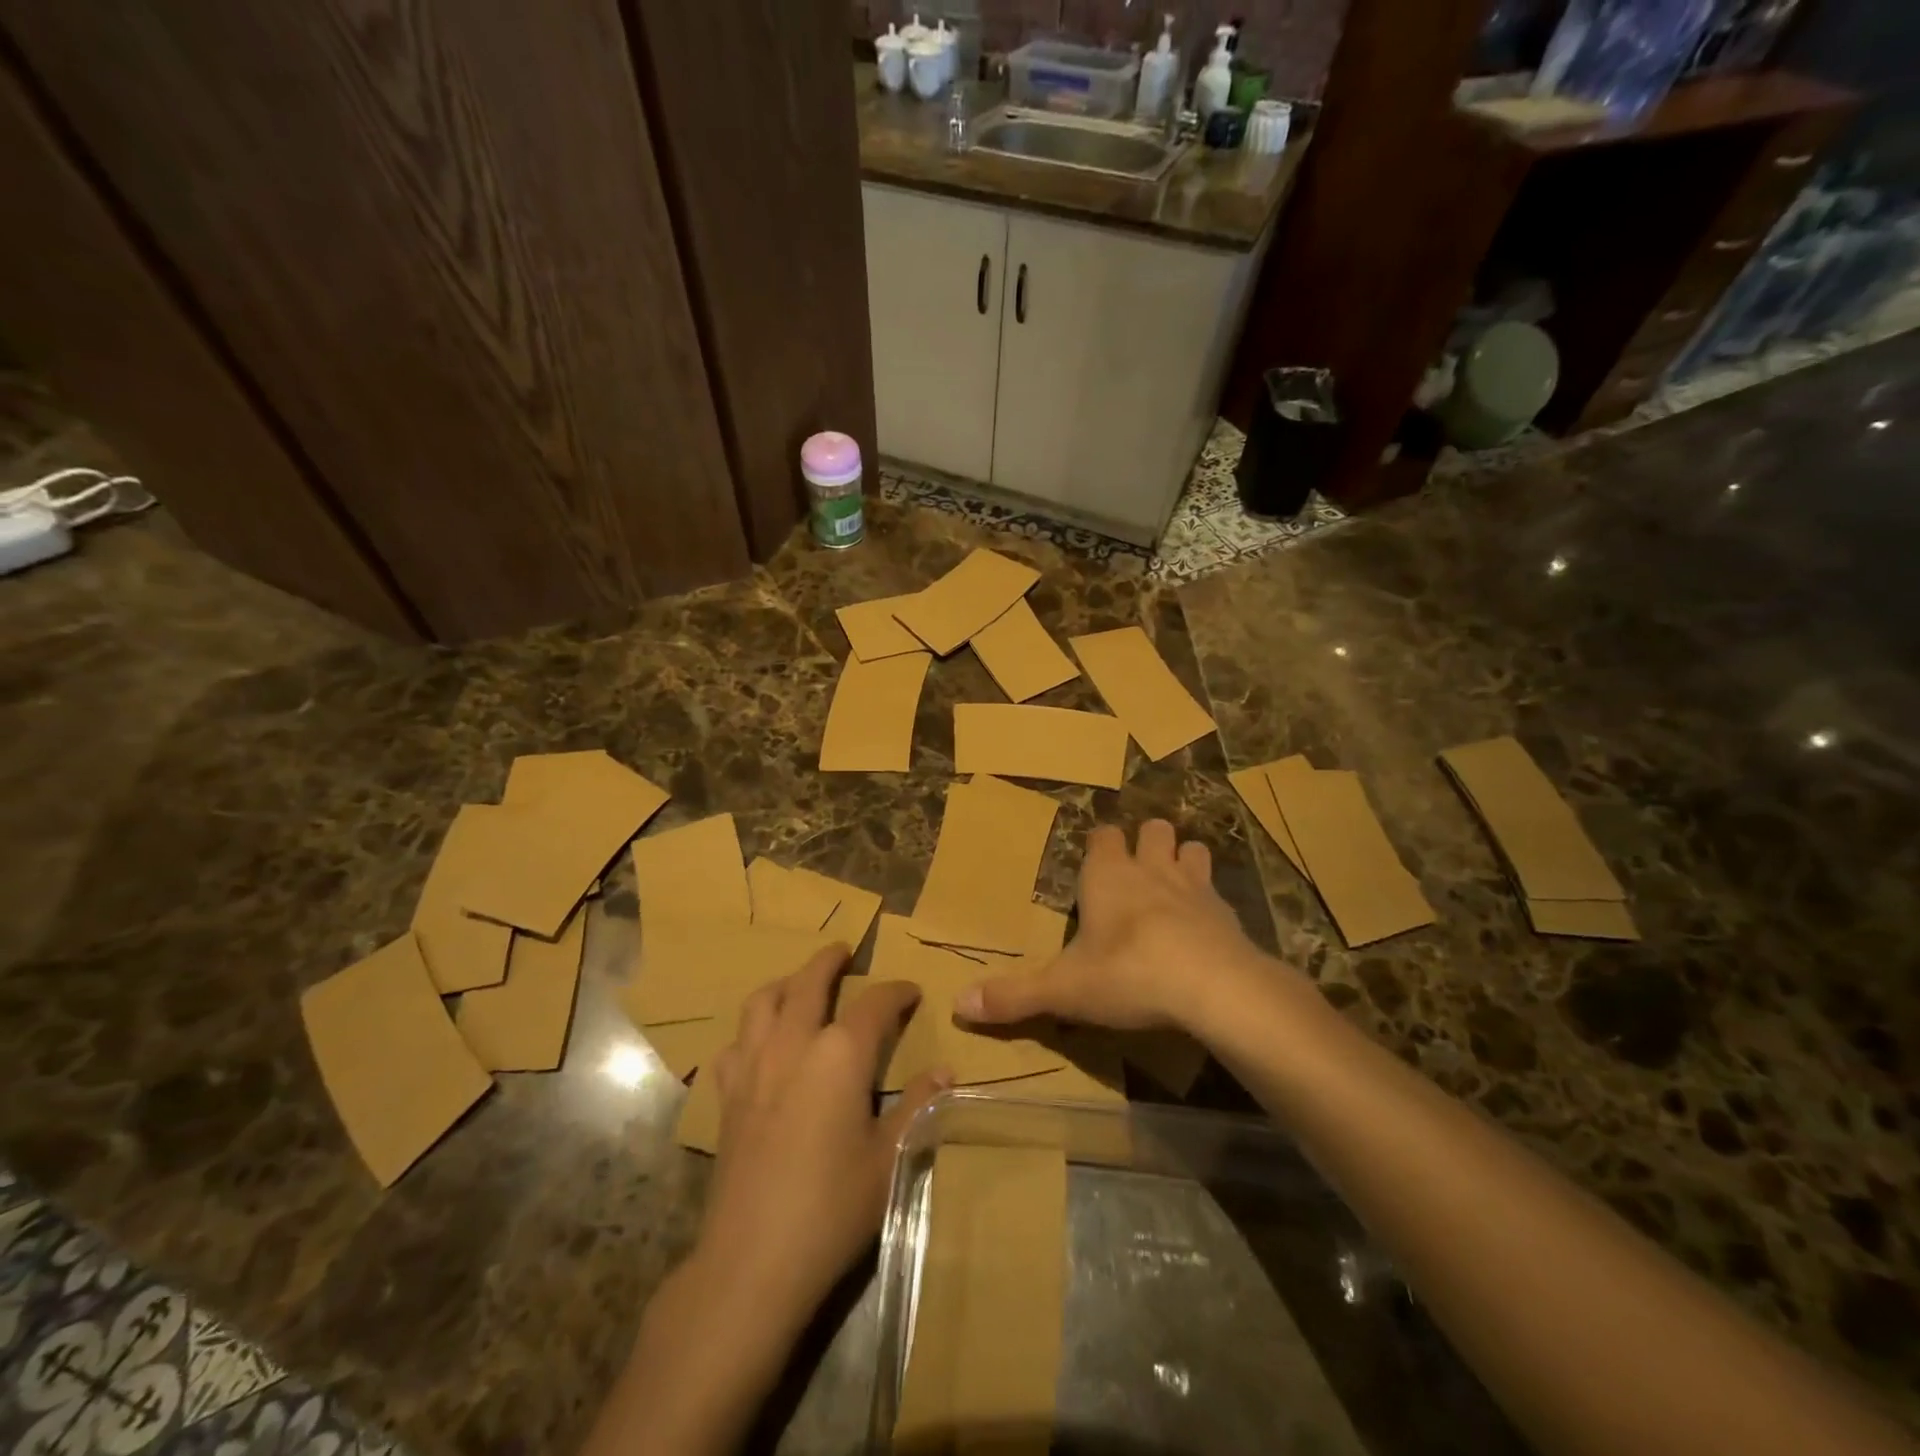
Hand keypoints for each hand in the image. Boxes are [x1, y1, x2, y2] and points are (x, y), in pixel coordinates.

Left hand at [697, 947, 948, 1336]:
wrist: (753, 1261)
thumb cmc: (832, 1207)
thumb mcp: (889, 1158)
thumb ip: (916, 1106)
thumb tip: (946, 1071)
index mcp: (840, 1054)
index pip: (874, 1003)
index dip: (896, 992)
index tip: (911, 991)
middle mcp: (793, 1045)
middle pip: (808, 982)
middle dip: (829, 961)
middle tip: (844, 950)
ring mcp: (754, 1067)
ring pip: (762, 1002)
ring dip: (784, 983)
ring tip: (798, 983)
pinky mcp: (728, 1096)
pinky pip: (735, 1044)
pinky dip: (751, 1031)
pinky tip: (761, 1045)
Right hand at [955, 819, 1272, 1034]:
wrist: (1214, 987)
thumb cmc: (1128, 973)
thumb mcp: (1063, 990)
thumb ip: (1014, 996)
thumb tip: (959, 1005)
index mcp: (1107, 875)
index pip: (1102, 835)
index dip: (1098, 843)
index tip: (1092, 857)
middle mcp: (1151, 869)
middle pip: (1153, 830)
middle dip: (1146, 840)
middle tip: (1136, 868)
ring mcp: (1195, 887)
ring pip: (1192, 850)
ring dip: (1183, 860)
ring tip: (1173, 886)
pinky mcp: (1228, 914)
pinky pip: (1218, 894)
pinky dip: (1210, 903)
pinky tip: (1205, 930)